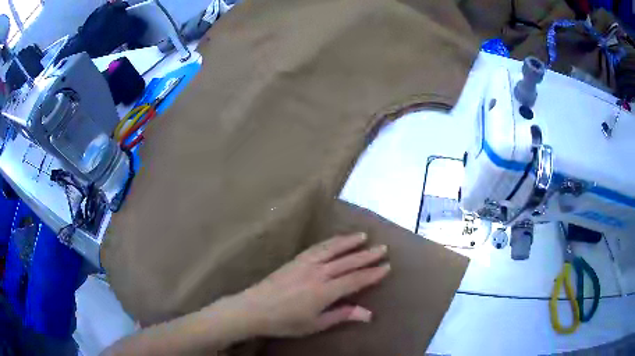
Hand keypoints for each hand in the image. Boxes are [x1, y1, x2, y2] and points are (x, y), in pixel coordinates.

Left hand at [234, 233, 389, 337]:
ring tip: (363, 236)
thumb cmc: (285, 321)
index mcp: (325, 291)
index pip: (355, 280)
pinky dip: (330, 242)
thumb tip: (368, 313)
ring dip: (349, 242)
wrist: (254, 308)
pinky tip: (336, 240)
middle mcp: (318, 273)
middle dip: (366, 255)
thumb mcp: (315, 324)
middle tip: (382, 248)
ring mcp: (305, 264)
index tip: (386, 267)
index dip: (372, 273)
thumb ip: (342, 315)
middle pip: (347, 262)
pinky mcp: (295, 260)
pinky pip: (316, 247)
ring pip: (332, 249)